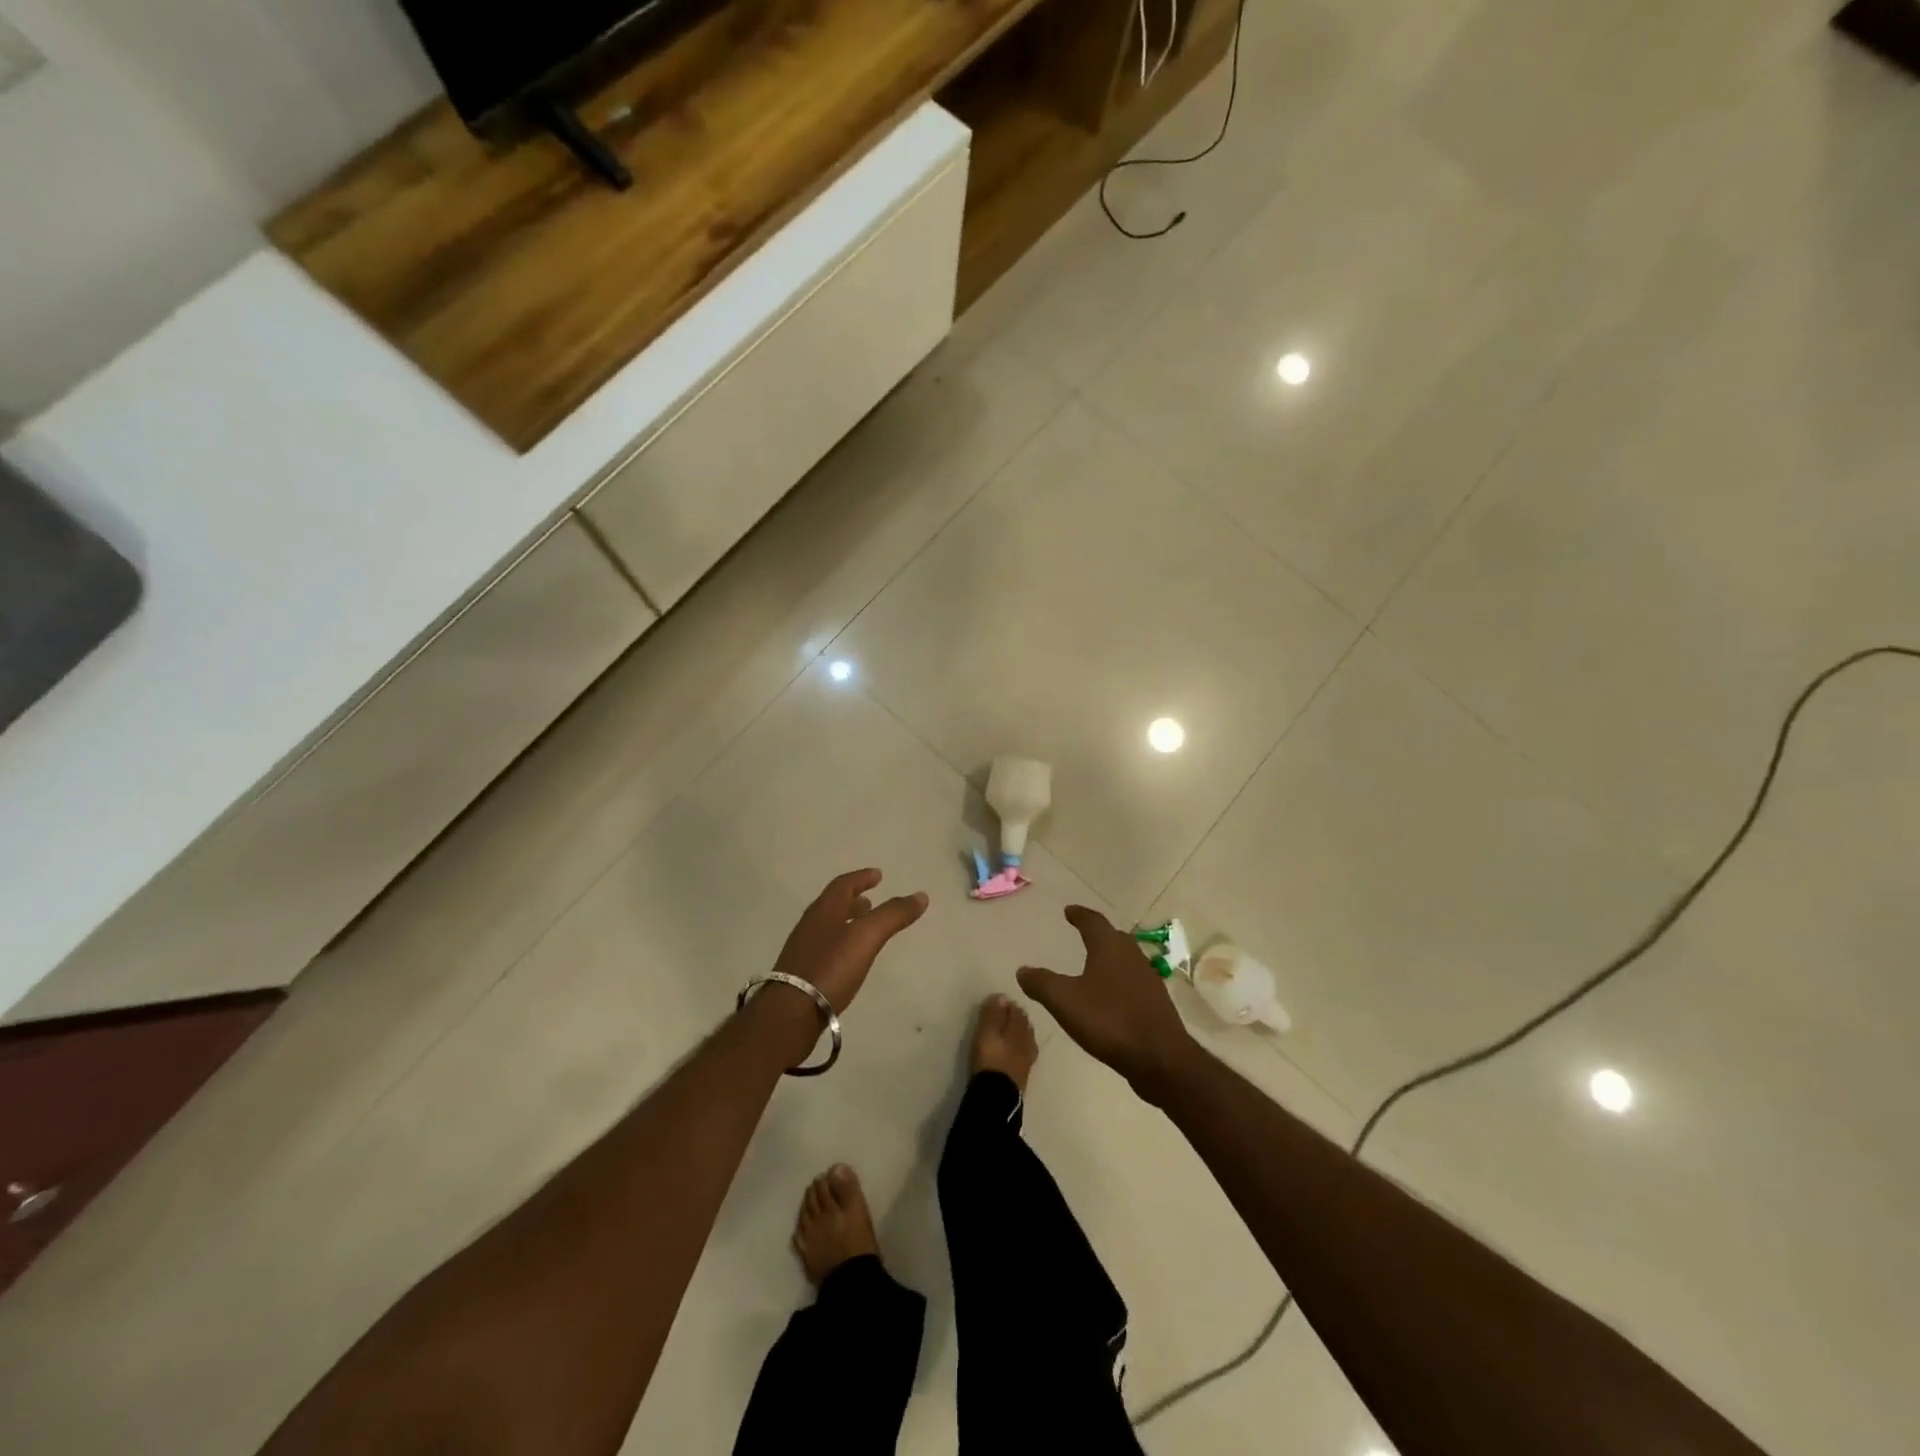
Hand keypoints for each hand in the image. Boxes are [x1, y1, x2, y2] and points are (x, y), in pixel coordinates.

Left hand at [771, 869, 928, 1014]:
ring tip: (864, 928)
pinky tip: (849, 958)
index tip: (877, 875)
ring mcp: (803, 949)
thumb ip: (893, 915)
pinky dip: (841, 943)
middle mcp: (810, 925)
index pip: (843, 885)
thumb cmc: (830, 967)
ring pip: (828, 926)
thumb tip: (920, 895)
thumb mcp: (867, 937)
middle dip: (854, 900)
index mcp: (824, 910)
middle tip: (871, 900)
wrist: (791, 1013)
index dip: (861, 878)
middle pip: (833, 905)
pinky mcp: (801, 973)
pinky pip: (825, 947)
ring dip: (847, 921)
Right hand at [1017, 905, 1198, 1101]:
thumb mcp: (1065, 1001)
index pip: (1093, 921)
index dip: (1079, 914)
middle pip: (1114, 936)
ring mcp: (1147, 979)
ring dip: (1110, 956)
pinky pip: (1133, 980)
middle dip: (1097, 933)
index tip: (1069, 911)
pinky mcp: (1155, 1002)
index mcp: (1110, 947)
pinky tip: (1110, 996)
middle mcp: (1132, 956)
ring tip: (1094, 963)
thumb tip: (1022, 970)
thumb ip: (1042, 983)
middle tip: (1083, 932)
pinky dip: (1119, 979)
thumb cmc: (1109, 1020)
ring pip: (1126, 958)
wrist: (1160, 1057)